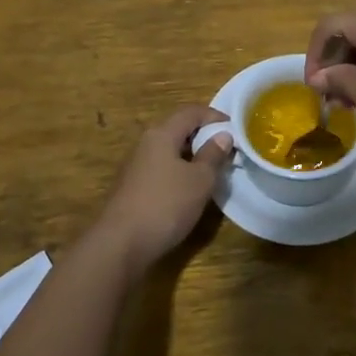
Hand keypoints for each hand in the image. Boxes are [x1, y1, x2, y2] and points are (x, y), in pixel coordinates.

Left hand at [92, 105, 232, 269]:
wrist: (121, 244)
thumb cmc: (165, 205)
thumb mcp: (199, 180)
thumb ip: (213, 155)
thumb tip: (223, 135)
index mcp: (161, 134)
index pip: (190, 112)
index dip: (214, 115)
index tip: (235, 128)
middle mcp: (146, 144)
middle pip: (178, 129)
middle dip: (203, 135)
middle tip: (226, 148)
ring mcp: (136, 166)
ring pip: (169, 150)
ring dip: (192, 155)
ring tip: (213, 169)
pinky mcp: (133, 187)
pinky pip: (162, 168)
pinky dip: (179, 170)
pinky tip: (190, 189)